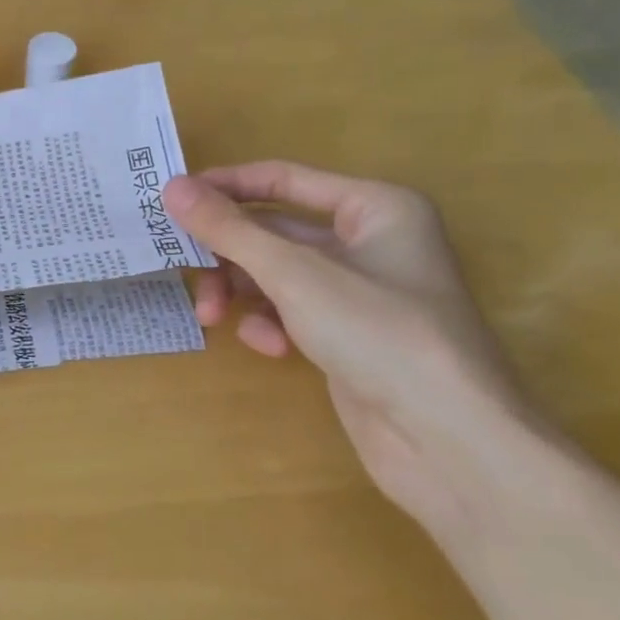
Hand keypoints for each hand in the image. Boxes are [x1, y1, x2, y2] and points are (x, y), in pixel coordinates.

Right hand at [162, 162, 535, 528]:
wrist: (448, 440)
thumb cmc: (379, 332)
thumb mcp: (294, 274)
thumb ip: (229, 229)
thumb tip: (172, 187)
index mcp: (374, 207)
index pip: (283, 179)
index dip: (226, 186)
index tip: (172, 199)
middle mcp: (369, 242)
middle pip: (273, 233)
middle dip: (227, 255)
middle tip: (183, 271)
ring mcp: (359, 293)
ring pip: (276, 276)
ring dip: (241, 293)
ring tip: (214, 318)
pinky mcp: (348, 336)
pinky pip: (292, 313)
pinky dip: (272, 325)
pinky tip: (272, 348)